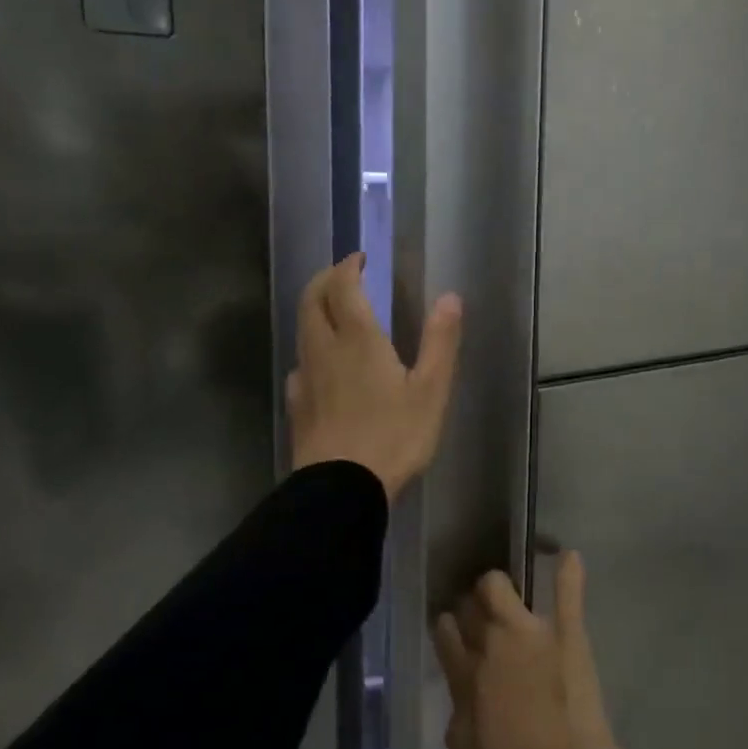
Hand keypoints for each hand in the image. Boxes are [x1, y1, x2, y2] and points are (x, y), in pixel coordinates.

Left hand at [287, 255, 462, 501]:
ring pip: (302, 330)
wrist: (342, 488)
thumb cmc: (393, 436)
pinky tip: (323, 366)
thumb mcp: (431, 390)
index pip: (342, 287)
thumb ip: (440, 341)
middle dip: (325, 280)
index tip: (360, 259)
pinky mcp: (297, 404)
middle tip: (344, 276)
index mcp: (358, 339)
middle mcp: (324, 349)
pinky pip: (300, 363)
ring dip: (314, 310)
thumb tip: (449, 297)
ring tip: (335, 313)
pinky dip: (311, 348)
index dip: (348, 267)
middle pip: (311, 300)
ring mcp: (306, 377)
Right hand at [433, 552, 618, 748]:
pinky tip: (569, 556)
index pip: (446, 637)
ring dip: (497, 588)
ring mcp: (530, 633)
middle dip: (470, 608)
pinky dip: (569, 574)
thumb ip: (460, 716)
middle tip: (480, 618)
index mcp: (465, 677)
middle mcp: (490, 645)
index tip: (449, 627)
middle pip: (470, 608)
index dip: (447, 630)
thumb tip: (465, 695)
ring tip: (503, 593)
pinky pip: (567, 595)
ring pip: (500, 588)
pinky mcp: (567, 634)